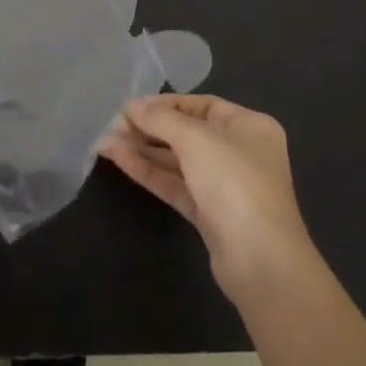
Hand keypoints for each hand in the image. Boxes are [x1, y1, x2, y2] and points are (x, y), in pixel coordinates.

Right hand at [101, 94, 317, 304]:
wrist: (260, 261)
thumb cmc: (234, 182)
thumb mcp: (196, 139)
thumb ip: (161, 119)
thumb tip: (131, 106)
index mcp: (248, 126)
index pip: (201, 105)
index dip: (165, 104)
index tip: (130, 107)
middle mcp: (238, 151)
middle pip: (187, 132)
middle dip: (149, 128)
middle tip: (112, 126)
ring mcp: (223, 185)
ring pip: (177, 160)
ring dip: (142, 149)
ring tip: (105, 141)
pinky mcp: (208, 214)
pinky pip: (175, 184)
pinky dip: (149, 171)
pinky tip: (119, 159)